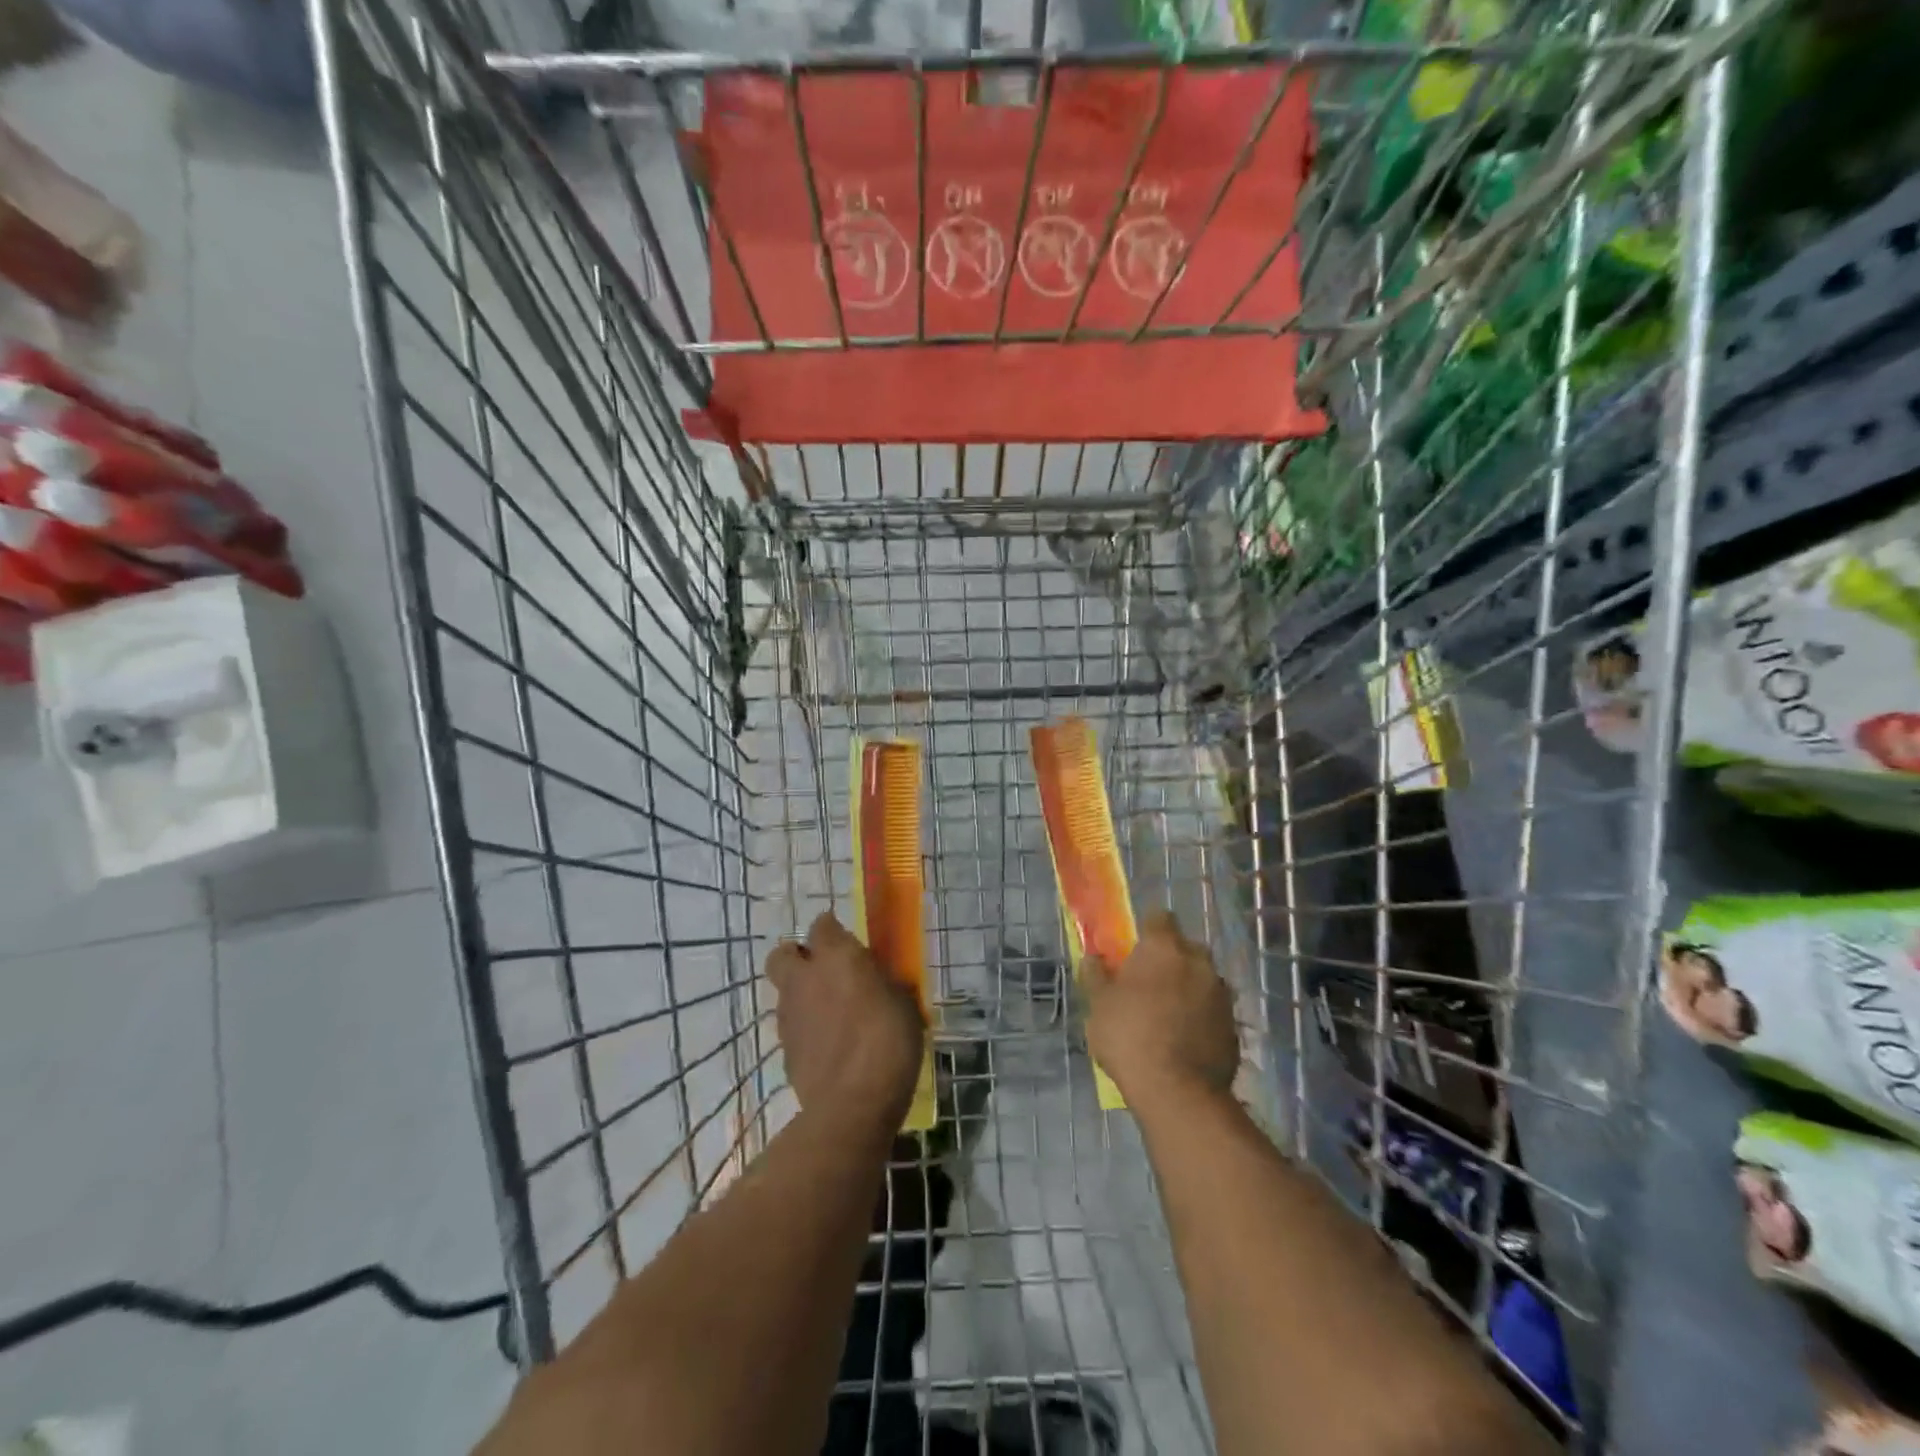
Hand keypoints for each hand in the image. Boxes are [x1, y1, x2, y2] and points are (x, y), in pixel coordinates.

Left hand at [768, 912, 924, 1130]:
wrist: (853, 1105)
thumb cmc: (888, 1041)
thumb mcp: (904, 1003)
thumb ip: (885, 984)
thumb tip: (881, 981)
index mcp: (836, 956)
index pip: (823, 925)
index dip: (833, 930)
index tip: (848, 941)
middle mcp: (805, 978)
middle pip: (784, 954)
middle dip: (798, 957)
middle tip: (824, 971)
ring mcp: (790, 1015)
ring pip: (785, 992)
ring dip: (802, 995)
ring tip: (832, 1014)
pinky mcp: (785, 1050)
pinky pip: (792, 1027)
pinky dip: (805, 1029)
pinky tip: (828, 1046)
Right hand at [1085, 910, 1238, 1107]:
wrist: (1178, 1092)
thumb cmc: (1129, 1037)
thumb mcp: (1098, 1005)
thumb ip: (1096, 974)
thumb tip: (1093, 956)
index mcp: (1163, 947)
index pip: (1159, 918)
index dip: (1147, 930)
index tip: (1135, 949)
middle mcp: (1198, 961)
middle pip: (1185, 947)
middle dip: (1171, 959)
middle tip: (1150, 982)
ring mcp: (1221, 992)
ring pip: (1203, 978)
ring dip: (1189, 987)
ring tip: (1169, 1014)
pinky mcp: (1234, 1024)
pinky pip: (1214, 1008)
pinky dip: (1202, 1015)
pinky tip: (1186, 1037)